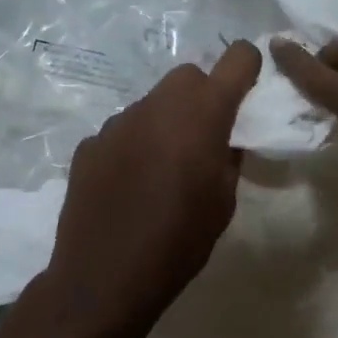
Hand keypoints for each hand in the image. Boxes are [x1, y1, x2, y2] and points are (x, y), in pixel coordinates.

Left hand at [36, 41, 262, 337]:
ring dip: (166, 121)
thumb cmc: (178, 244)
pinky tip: (129, 184)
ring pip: (152, 104)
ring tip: (164, 167)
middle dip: (203, 96)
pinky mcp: (89, 144)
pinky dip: (134, 145)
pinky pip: (122, 131)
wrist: (104, 278)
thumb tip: (225, 140)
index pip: (236, 60)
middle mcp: (157, 106)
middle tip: (206, 136)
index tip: (248, 88)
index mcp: (201, 116)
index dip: (247, 67)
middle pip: (187, 77)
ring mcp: (117, 123)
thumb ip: (229, 159)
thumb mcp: (223, 205)